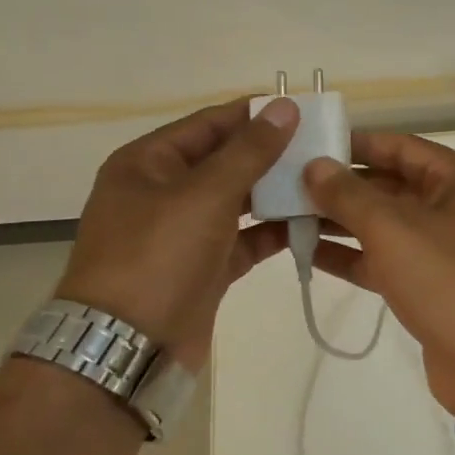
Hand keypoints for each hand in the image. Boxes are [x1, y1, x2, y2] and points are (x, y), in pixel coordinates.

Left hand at [55, 97, 299, 367]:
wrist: (128, 348)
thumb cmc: (158, 256)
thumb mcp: (205, 194)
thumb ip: (250, 150)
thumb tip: (284, 106)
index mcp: (148, 162)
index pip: (209, 123)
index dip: (254, 113)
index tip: (303, 109)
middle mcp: (164, 191)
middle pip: (226, 160)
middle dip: (272, 154)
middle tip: (324, 146)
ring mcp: (184, 231)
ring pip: (239, 199)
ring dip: (278, 191)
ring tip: (325, 180)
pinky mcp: (205, 265)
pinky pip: (246, 237)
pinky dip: (274, 230)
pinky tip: (312, 222)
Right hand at [303, 132, 454, 412]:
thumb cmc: (445, 277)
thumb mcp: (392, 228)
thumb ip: (349, 195)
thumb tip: (315, 166)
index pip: (400, 147)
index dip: (356, 144)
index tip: (310, 145)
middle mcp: (452, 206)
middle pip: (390, 185)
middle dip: (342, 186)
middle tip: (288, 183)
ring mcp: (441, 247)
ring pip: (383, 224)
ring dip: (340, 221)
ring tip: (287, 215)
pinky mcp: (427, 284)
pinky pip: (383, 258)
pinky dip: (351, 255)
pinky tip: (307, 253)